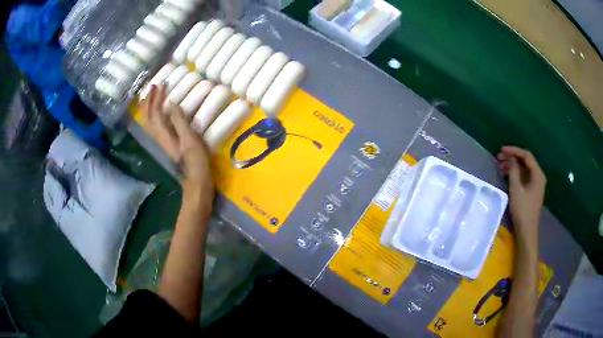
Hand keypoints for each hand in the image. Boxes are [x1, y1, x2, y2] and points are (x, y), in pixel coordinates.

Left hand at [142, 85, 213, 200]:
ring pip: (148, 121)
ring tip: (149, 96)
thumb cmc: (195, 159)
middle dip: (149, 100)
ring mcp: (160, 141)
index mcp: (163, 133)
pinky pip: (152, 126)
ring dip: (147, 107)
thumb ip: (179, 121)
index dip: (158, 97)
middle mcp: (157, 136)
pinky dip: (150, 116)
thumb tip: (172, 104)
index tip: (164, 84)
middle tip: (154, 86)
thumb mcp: (190, 138)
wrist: (195, 179)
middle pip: (148, 116)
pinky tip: (154, 113)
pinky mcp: (164, 143)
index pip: (156, 111)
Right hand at [497, 146, 545, 247]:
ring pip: (524, 169)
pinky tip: (507, 176)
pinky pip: (524, 177)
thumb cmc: (522, 210)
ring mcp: (536, 184)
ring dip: (513, 166)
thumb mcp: (516, 189)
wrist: (527, 231)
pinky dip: (515, 174)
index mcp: (537, 174)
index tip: (502, 150)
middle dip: (512, 158)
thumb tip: (510, 158)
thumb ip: (513, 171)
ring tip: (500, 167)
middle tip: (499, 158)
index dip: (514, 151)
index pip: (526, 155)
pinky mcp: (532, 191)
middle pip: (525, 161)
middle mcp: (538, 176)